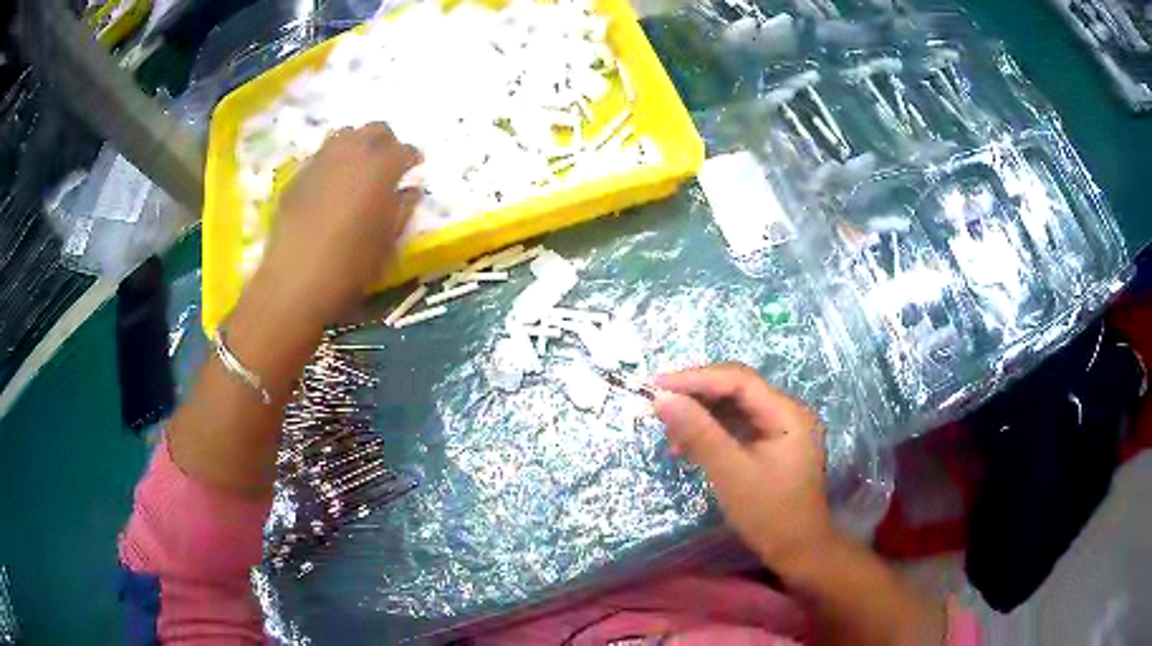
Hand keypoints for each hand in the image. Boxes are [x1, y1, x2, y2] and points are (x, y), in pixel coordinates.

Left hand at [257, 123, 421, 325]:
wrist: (296, 282)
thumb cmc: (351, 266)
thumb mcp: (387, 241)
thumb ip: (402, 209)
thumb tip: (410, 190)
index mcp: (381, 167)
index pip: (404, 150)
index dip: (412, 157)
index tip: (416, 166)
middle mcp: (351, 154)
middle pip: (374, 129)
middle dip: (386, 141)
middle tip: (389, 161)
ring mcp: (320, 162)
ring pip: (344, 136)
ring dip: (357, 144)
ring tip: (359, 167)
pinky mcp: (297, 178)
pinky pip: (320, 157)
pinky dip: (332, 162)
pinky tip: (330, 185)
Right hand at [654, 363, 841, 577]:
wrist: (799, 551)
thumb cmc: (770, 515)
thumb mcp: (732, 474)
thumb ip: (699, 434)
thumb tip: (662, 398)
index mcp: (787, 413)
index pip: (738, 380)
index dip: (695, 378)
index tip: (656, 385)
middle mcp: (787, 412)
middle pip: (736, 390)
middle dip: (696, 397)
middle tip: (658, 408)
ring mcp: (781, 429)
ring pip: (734, 408)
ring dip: (701, 416)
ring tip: (671, 436)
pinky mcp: (771, 445)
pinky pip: (737, 427)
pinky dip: (711, 432)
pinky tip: (689, 447)